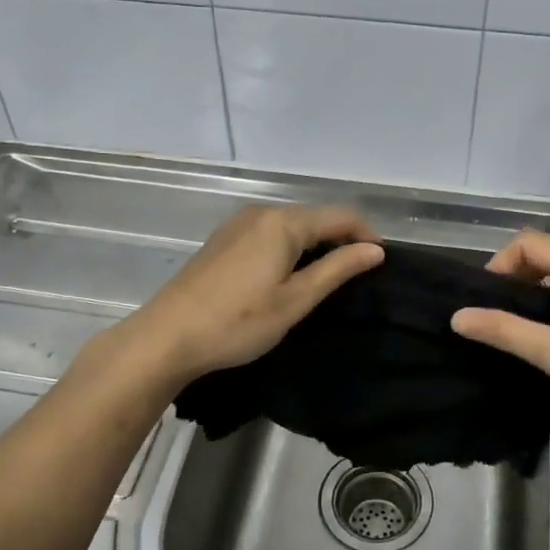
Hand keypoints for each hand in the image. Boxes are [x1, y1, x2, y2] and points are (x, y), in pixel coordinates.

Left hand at [118, 204, 383, 386]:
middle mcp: (261, 213)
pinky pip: (269, 233)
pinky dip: (290, 247)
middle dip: (341, 238)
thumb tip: (374, 250)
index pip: (339, 216)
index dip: (365, 234)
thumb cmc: (238, 322)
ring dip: (314, 243)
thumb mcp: (296, 299)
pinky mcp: (223, 240)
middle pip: (314, 217)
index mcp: (283, 223)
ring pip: (291, 225)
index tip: (381, 261)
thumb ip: (337, 269)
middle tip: (357, 273)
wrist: (168, 336)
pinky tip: (289, 274)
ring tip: (327, 276)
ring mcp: (238, 224)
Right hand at [450, 229, 549, 448]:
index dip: (501, 263)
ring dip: (534, 290)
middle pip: (548, 254)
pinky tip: (547, 336)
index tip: (486, 300)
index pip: (532, 243)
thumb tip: (458, 317)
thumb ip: (507, 332)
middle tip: (495, 314)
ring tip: (515, 326)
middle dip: (515, 275)